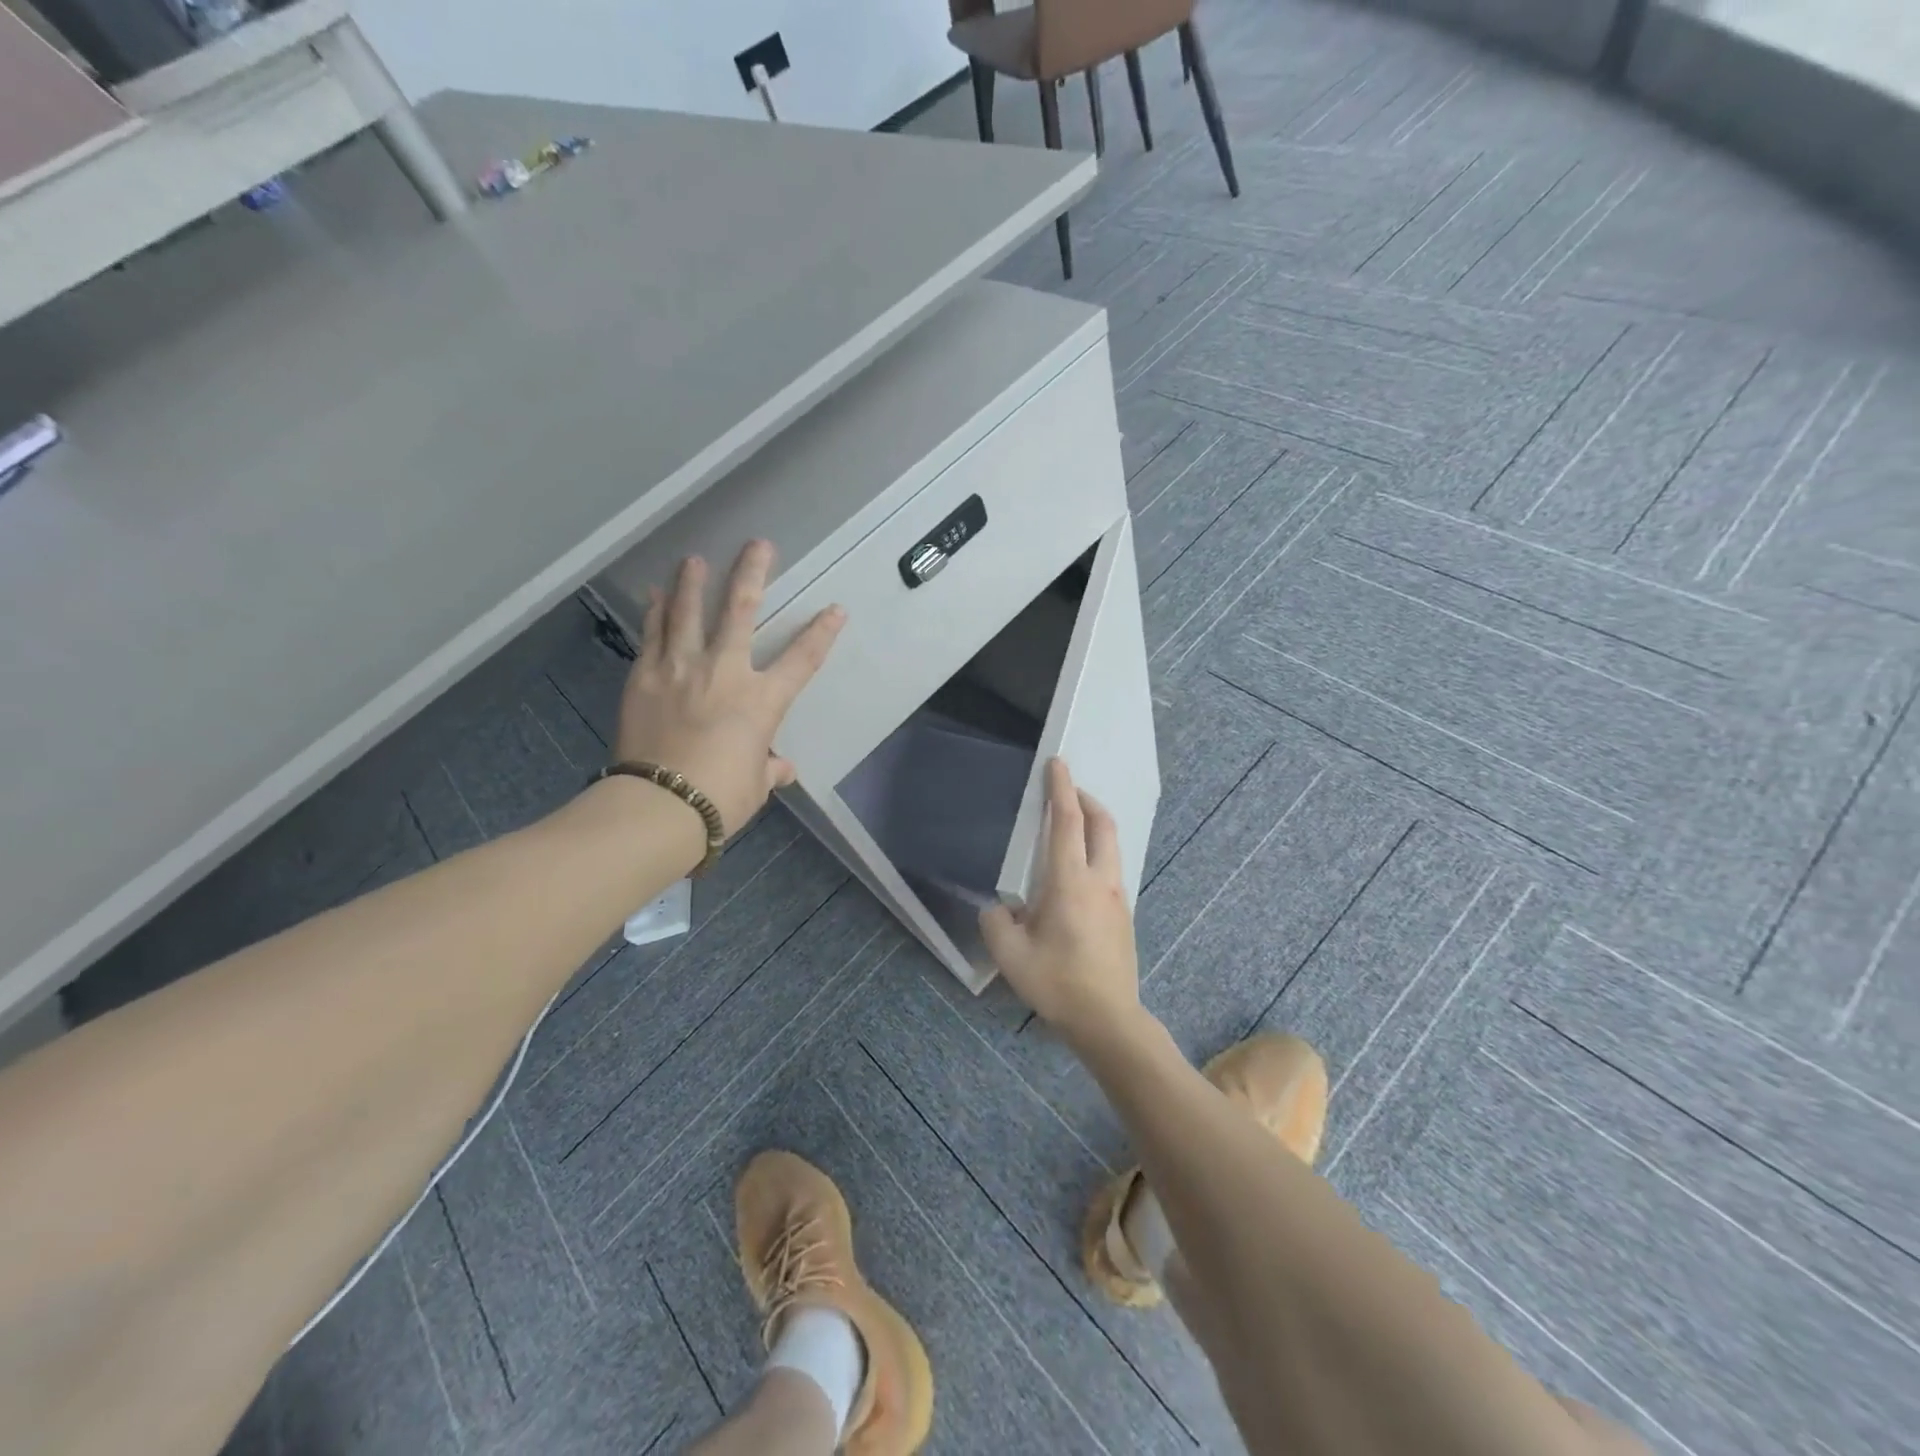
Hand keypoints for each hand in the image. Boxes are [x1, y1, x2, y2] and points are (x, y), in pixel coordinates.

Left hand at [615, 541, 843, 837]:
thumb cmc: (719, 798)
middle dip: (753, 574)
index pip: (802, 659)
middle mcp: (724, 672)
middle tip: (758, 545)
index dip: (822, 633)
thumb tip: (781, 768)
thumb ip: (769, 769)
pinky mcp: (644, 677)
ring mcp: (680, 669)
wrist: (658, 805)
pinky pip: (652, 635)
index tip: (835, 609)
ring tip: (694, 559)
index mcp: (761, 701)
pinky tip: (655, 594)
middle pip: (741, 611)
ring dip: (693, 582)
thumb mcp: (755, 786)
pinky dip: (655, 612)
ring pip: (688, 613)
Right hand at [979, 758, 1143, 1052]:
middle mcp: (1101, 881)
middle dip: (1085, 799)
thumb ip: (996, 921)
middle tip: (1067, 790)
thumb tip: (1000, 908)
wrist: (1108, 1020)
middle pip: (1102, 824)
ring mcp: (1118, 898)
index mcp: (1071, 882)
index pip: (1067, 822)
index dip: (1060, 789)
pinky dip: (1098, 851)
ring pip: (1112, 845)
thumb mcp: (1010, 955)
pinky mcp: (1124, 915)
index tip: (1057, 763)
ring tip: (1071, 827)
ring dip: (1094, 825)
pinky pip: (1112, 868)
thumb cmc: (1058, 983)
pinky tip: (1078, 873)